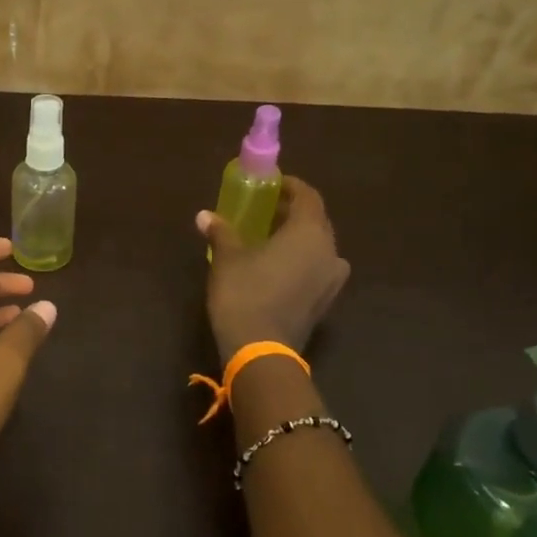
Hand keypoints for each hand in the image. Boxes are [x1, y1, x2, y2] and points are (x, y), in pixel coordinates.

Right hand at [197, 175, 349, 361]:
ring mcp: (331, 280)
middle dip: (293, 213)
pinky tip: (276, 268)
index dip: (290, 186)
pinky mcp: (325, 302)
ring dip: (298, 239)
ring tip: (270, 240)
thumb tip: (205, 216)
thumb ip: (221, 232)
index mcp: (309, 233)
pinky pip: (316, 269)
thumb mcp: (227, 258)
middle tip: (266, 211)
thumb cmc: (245, 294)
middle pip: (316, 221)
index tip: (271, 185)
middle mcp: (330, 252)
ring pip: (318, 247)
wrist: (260, 351)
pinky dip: (301, 261)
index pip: (308, 197)